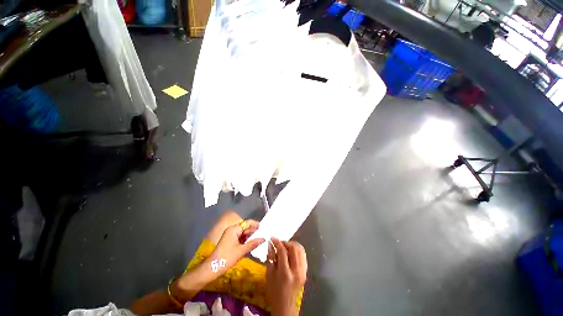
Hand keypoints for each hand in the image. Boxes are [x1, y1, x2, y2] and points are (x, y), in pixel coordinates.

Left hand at [206, 220, 264, 274]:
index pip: (247, 223)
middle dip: (253, 231)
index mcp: (234, 229)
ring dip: (250, 236)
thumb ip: (253, 243)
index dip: (255, 224)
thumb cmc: (227, 257)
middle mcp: (232, 230)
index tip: (263, 228)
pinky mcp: (229, 241)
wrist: (212, 268)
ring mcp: (230, 235)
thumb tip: (264, 239)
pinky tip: (251, 243)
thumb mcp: (241, 251)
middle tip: (263, 235)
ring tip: (259, 239)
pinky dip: (245, 240)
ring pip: (243, 233)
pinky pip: (240, 237)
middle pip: (245, 227)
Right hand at [266, 238, 306, 315]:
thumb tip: (270, 244)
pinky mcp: (305, 271)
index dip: (277, 242)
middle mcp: (296, 271)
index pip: (283, 252)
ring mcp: (303, 271)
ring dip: (292, 245)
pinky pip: (303, 255)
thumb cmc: (274, 291)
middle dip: (285, 242)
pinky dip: (297, 250)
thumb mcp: (269, 275)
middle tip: (279, 242)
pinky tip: (291, 251)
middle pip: (294, 248)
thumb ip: (270, 258)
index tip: (272, 238)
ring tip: (285, 246)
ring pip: (300, 250)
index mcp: (285, 273)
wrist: (285, 305)